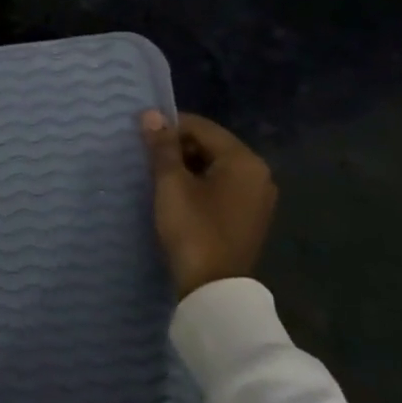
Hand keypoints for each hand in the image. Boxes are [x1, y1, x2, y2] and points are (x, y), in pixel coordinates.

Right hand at [141, 110, 276, 299]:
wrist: (213, 288)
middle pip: (211, 145)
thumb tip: (151, 114)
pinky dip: (199, 185)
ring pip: (215, 167)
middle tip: (147, 159)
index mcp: (244, 161)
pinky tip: (177, 196)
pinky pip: (222, 187)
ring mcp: (258, 197)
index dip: (169, 127)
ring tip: (158, 177)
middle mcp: (259, 174)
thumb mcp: (171, 184)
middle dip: (178, 148)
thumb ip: (162, 147)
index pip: (201, 127)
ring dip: (187, 167)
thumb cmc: (193, 228)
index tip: (142, 137)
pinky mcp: (250, 216)